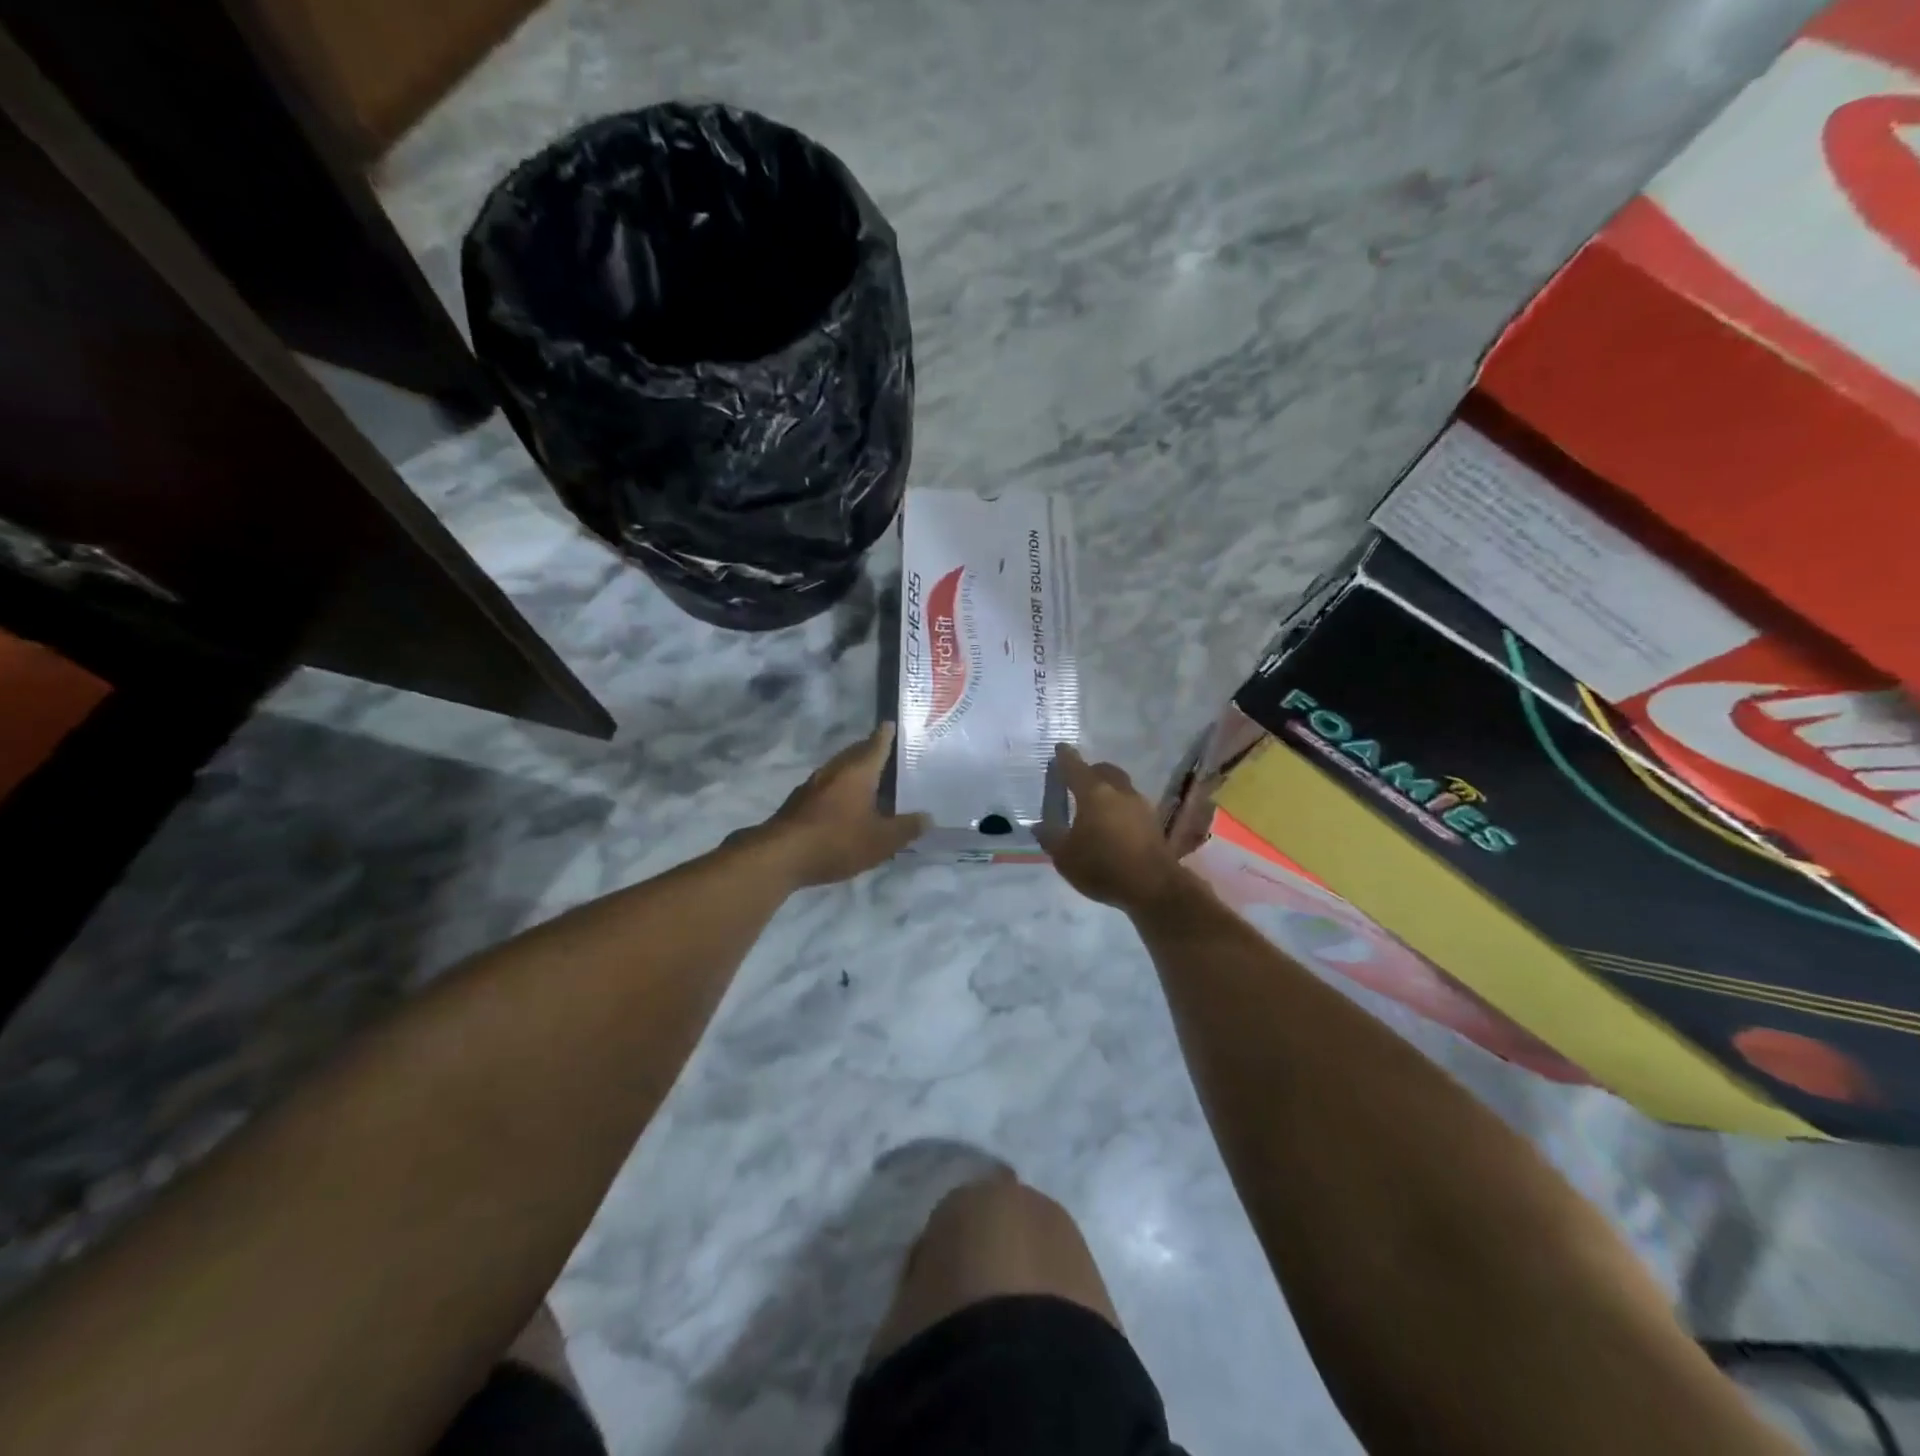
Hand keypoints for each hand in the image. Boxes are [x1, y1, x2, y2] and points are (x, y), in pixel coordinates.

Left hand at [754, 723, 929, 886]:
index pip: (876, 744)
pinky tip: (847, 804)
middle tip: (889, 754)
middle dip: (871, 751)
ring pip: (839, 769)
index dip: (887, 735)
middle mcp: (835, 770)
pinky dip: (841, 788)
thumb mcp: (881, 840)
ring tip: (872, 780)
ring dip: (854, 771)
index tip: (893, 724)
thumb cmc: (837, 840)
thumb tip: (928, 817)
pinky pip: (827, 786)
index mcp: (858, 771)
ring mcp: (813, 784)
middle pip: (856, 753)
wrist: (780, 856)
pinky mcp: (799, 802)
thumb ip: (906, 828)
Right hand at [1036, 745, 1185, 911]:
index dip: (1064, 757)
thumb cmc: (1102, 866)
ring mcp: (1140, 805)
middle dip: (1089, 771)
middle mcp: (1118, 791)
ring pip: (1120, 786)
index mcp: (1093, 793)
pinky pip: (1131, 804)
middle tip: (1076, 781)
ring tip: (1094, 805)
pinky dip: (1119, 806)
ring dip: (1107, 789)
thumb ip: (1050, 837)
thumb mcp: (1064, 857)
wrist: (1153, 887)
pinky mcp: (1152, 821)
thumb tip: (1040, 825)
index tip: (1059, 749)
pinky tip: (1113, 823)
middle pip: (1103, 770)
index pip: (1074, 767)